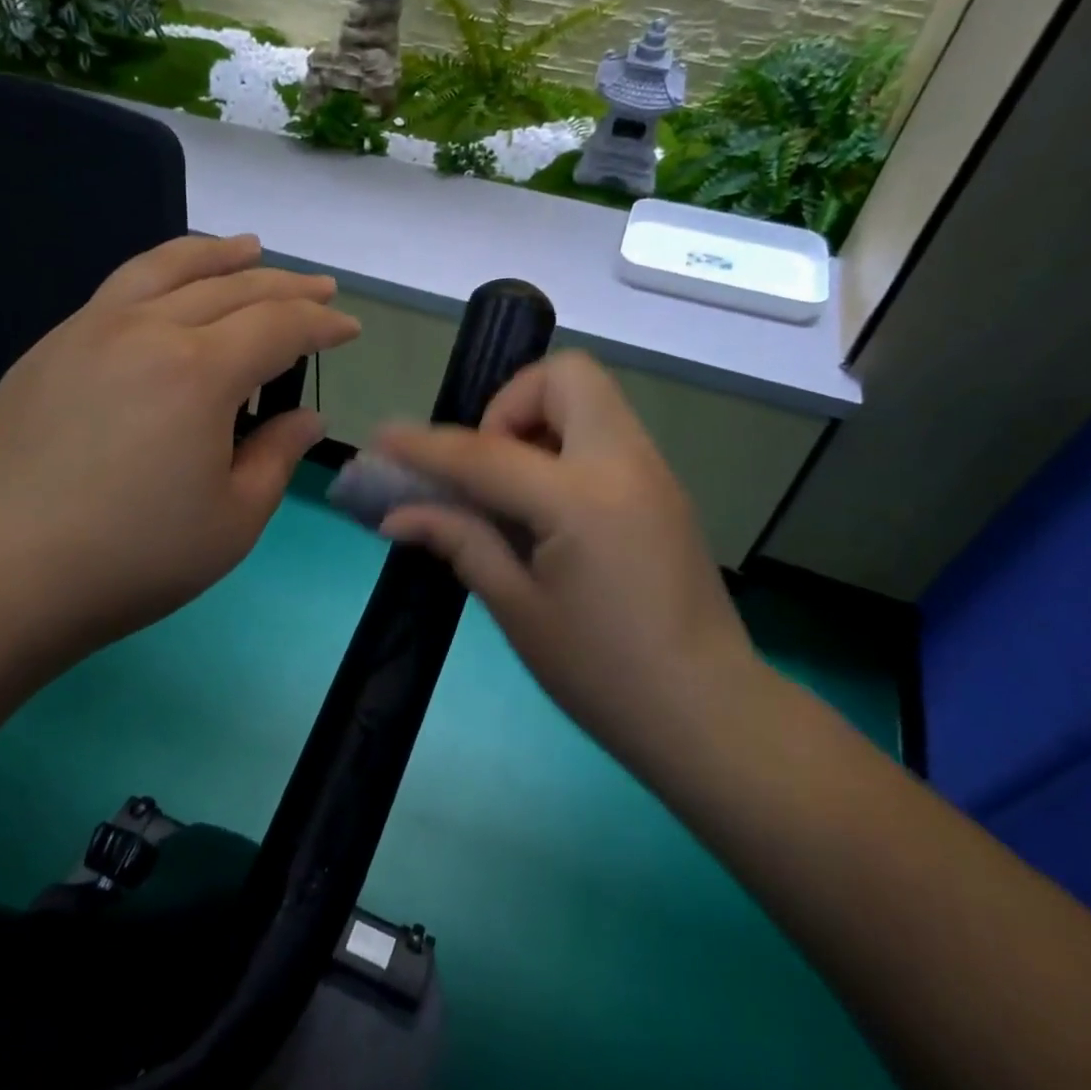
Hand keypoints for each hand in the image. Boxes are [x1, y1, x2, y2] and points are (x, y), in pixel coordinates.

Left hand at [0, 234, 359, 668]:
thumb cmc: (132, 558)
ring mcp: (89, 330)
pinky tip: (171, 289)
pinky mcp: (50, 348)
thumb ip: (277, 457)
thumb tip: (306, 418)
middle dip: (284, 285)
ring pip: (165, 268)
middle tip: (319, 289)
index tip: (349, 328)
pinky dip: (162, 273)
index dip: (321, 325)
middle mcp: (146, 330)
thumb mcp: (233, 520)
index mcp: (200, 372)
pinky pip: (120, 288)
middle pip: (230, 287)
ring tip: (249, 247)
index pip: (278, 326)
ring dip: (218, 254)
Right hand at [375, 351, 771, 764]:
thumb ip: (460, 542)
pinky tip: (548, 508)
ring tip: (512, 488)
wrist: (707, 713)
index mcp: (581, 499)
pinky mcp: (665, 489)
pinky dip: (566, 445)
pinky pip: (606, 433)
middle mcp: (624, 463)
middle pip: (565, 376)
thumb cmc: (603, 674)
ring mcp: (653, 471)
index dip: (426, 446)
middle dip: (510, 403)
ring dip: (539, 422)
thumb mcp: (518, 609)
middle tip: (487, 464)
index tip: (383, 438)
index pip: (485, 453)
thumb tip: (398, 514)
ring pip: (591, 398)